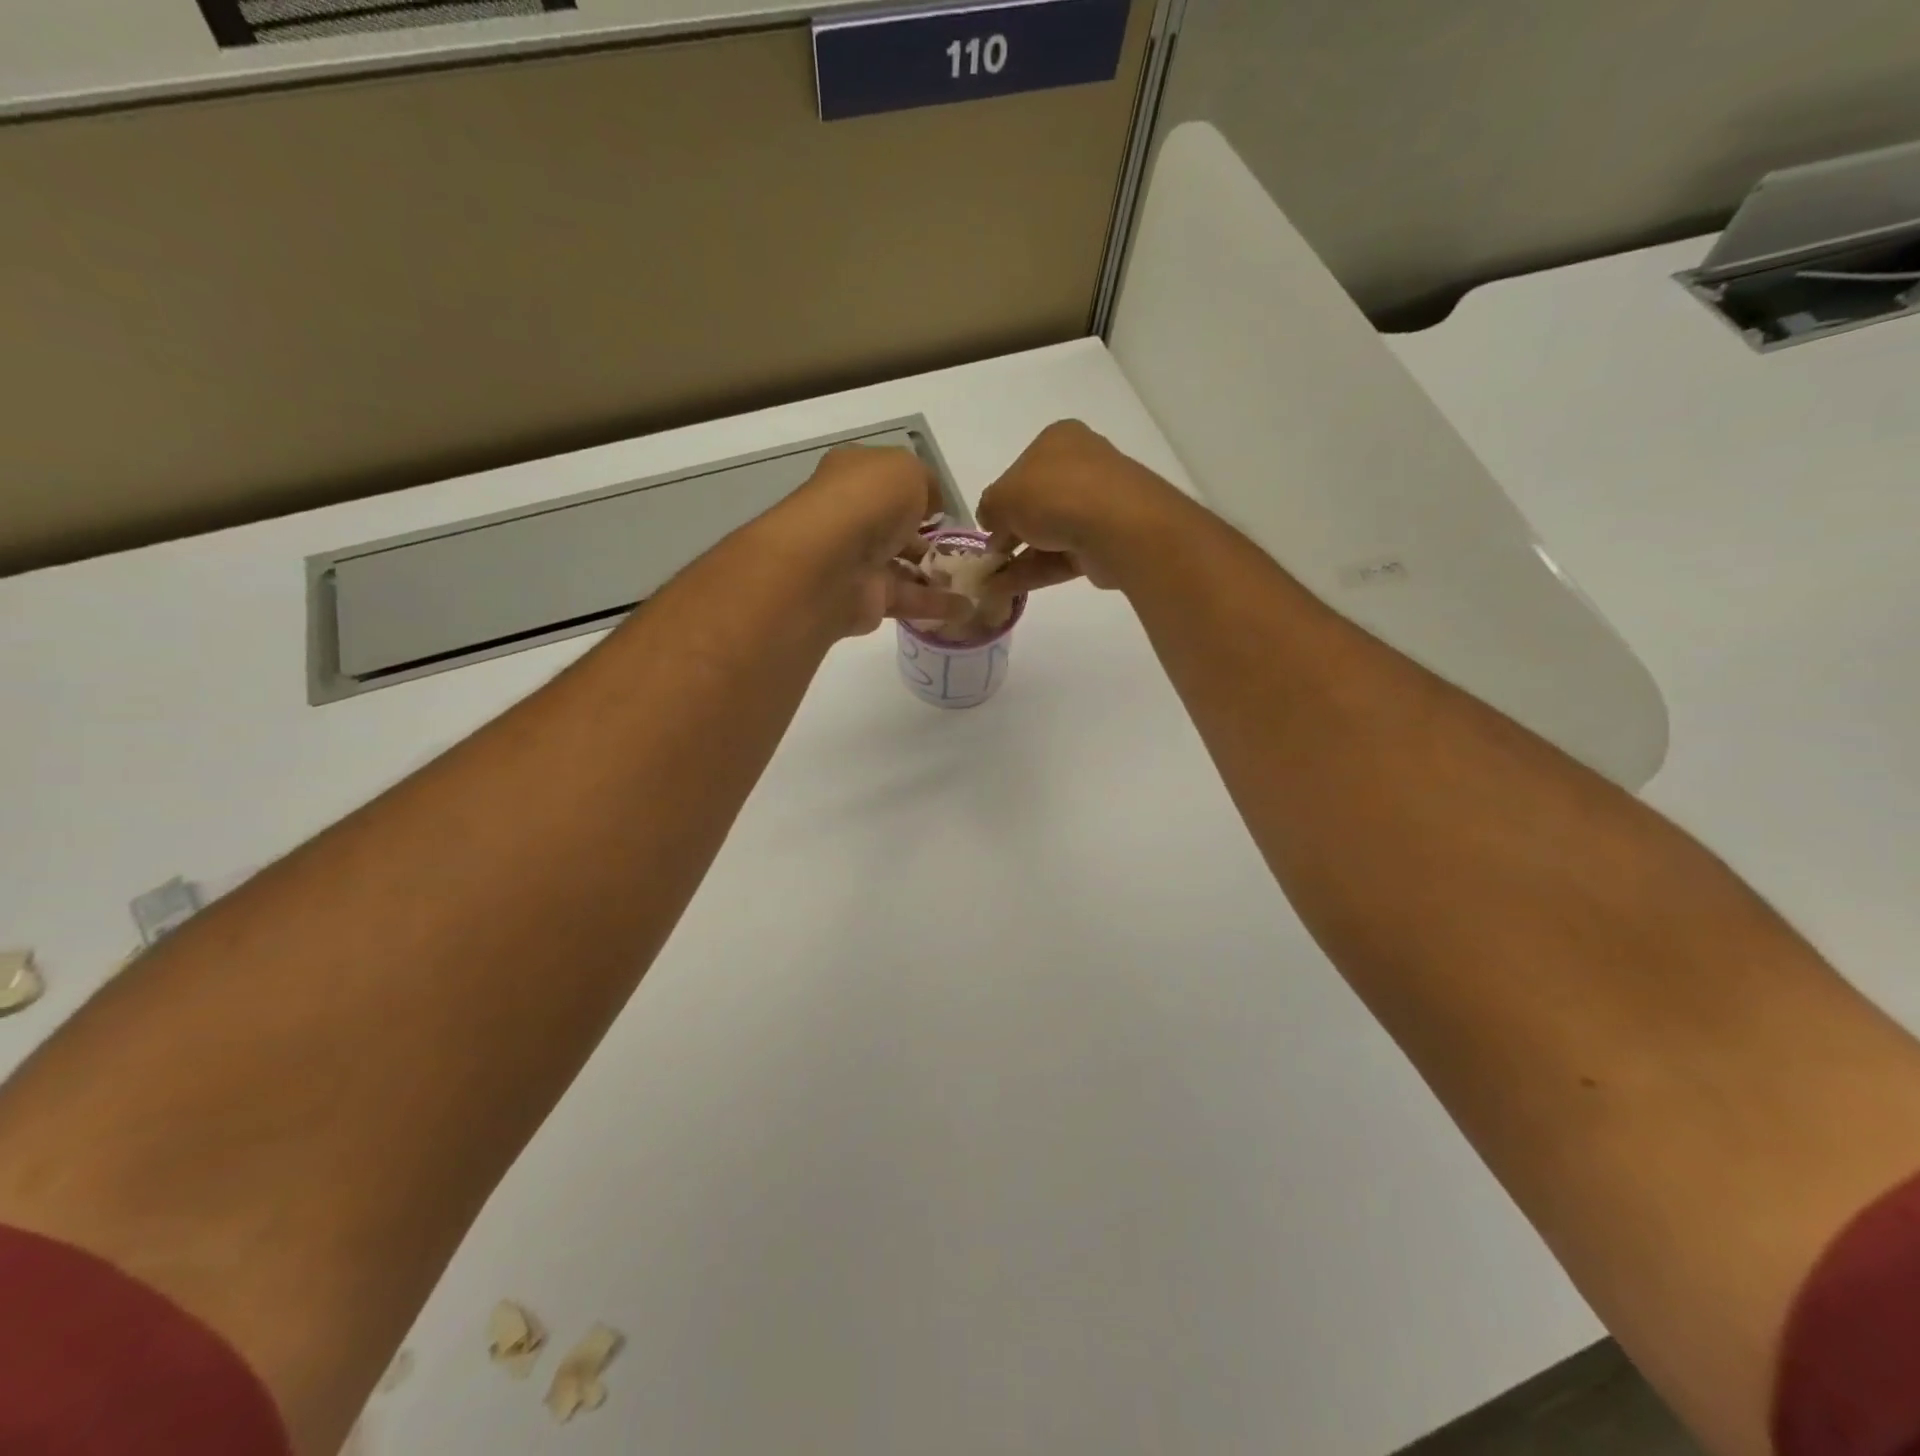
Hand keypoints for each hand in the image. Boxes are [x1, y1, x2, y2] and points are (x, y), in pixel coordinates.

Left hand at [768, 445, 969, 638]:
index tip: (945, 509)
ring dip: (936, 574)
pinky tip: (967, 608)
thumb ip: (926, 483)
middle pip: (894, 526)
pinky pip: (907, 600)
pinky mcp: (866, 599)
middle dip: (927, 537)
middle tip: (963, 549)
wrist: (830, 564)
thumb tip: (932, 507)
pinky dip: (936, 605)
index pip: (887, 481)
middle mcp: (851, 517)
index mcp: (853, 476)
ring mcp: (857, 561)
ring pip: (903, 565)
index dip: (918, 492)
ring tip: (974, 581)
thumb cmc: (868, 502)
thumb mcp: (907, 471)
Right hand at [975, 421, 1187, 599]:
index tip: (988, 525)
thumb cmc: (1054, 494)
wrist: (1116, 526)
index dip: (1002, 498)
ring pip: (1049, 533)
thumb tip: (991, 523)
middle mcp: (1082, 466)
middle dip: (1011, 532)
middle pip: (1037, 503)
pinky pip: (1062, 557)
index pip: (1022, 468)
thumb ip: (989, 508)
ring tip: (989, 583)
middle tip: (989, 557)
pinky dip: (1035, 572)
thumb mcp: (1002, 497)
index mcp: (1059, 440)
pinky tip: (1005, 590)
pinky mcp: (1105, 542)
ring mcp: (1097, 506)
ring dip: (1018, 558)